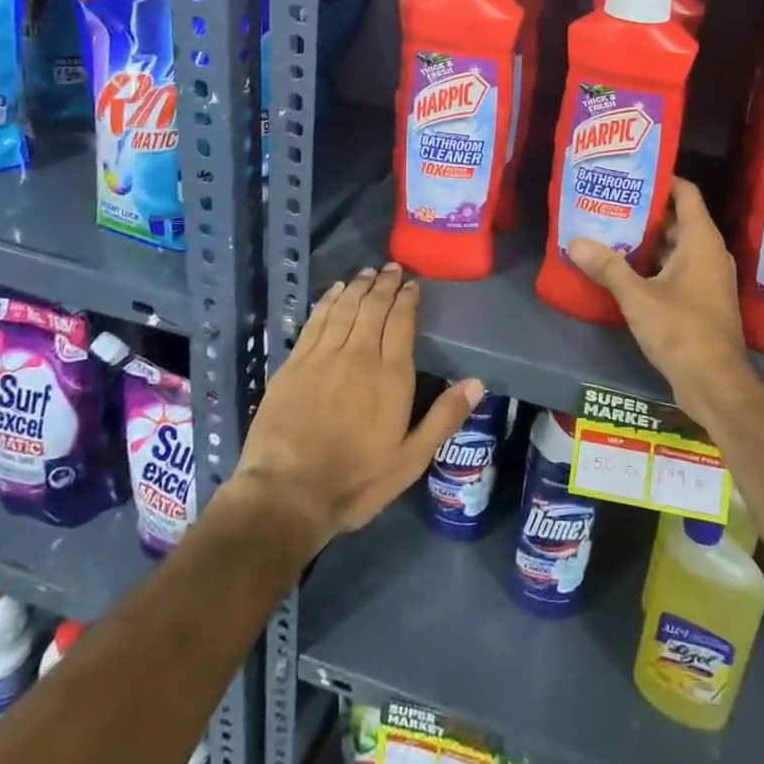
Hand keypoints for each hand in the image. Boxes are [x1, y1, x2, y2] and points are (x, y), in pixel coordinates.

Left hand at [233, 263, 481, 550]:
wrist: (286, 494)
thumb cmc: (355, 481)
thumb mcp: (410, 460)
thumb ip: (444, 418)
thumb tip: (477, 383)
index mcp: (391, 376)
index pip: (402, 322)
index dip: (407, 299)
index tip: (412, 284)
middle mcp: (359, 355)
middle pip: (374, 307)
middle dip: (385, 284)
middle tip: (392, 268)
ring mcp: (323, 356)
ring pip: (345, 307)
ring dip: (358, 286)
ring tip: (367, 272)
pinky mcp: (294, 363)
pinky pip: (316, 320)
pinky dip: (328, 300)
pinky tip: (334, 291)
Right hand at [565, 178, 751, 424]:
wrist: (717, 384)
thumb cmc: (682, 331)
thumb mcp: (638, 298)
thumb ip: (608, 267)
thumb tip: (575, 242)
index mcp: (702, 240)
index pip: (686, 193)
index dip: (663, 179)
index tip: (632, 173)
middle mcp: (710, 253)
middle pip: (679, 218)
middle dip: (647, 210)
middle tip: (612, 201)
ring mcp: (709, 278)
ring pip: (677, 246)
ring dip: (648, 239)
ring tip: (612, 229)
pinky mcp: (703, 299)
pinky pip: (678, 268)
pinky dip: (655, 263)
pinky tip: (625, 267)